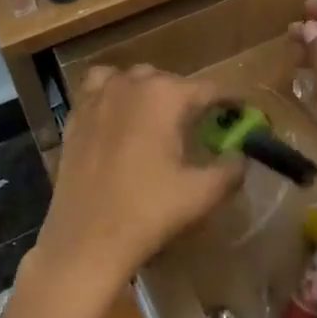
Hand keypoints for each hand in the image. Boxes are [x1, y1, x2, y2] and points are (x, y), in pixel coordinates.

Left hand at [37, 64, 243, 296]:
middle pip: (170, 80)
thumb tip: (240, 156)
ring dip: (149, 91)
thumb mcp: (202, 194)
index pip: (209, 89)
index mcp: (166, 95)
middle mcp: (132, 83)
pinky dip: (113, 92)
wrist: (86, 239)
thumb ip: (231, 169)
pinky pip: (99, 87)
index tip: (241, 115)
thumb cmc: (148, 212)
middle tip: (199, 127)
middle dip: (188, 99)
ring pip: (133, 78)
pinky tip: (118, 115)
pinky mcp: (76, 114)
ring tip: (157, 118)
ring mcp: (99, 95)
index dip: (229, 102)